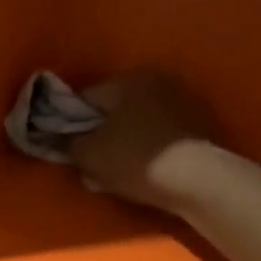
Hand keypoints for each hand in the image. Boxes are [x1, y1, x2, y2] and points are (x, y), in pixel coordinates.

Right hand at [68, 71, 216, 213]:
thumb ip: (67, 142)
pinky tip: (143, 174)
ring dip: (124, 145)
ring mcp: (183, 103)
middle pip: (114, 111)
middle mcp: (158, 81)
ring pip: (137, 125)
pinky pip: (160, 138)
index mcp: (129, 79)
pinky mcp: (200, 127)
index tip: (67, 148)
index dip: (70, 124)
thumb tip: (61, 139)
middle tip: (90, 164)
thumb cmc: (135, 159)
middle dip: (100, 136)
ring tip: (116, 175)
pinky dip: (148, 151)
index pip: (86, 98)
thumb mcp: (88, 154)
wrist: (196, 181)